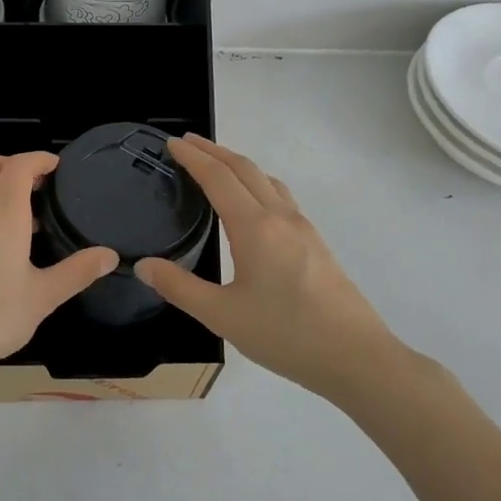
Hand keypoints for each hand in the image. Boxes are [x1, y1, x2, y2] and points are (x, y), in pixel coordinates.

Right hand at [135, 135, 407, 400]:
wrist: (357, 357)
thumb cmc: (286, 334)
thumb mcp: (222, 316)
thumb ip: (180, 288)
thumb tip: (144, 265)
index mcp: (255, 227)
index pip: (218, 178)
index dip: (193, 158)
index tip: (171, 143)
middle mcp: (280, 218)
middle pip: (245, 169)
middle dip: (214, 151)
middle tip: (187, 143)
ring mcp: (303, 229)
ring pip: (267, 180)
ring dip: (238, 164)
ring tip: (217, 165)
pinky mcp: (316, 244)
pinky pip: (281, 197)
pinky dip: (257, 183)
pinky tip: (253, 205)